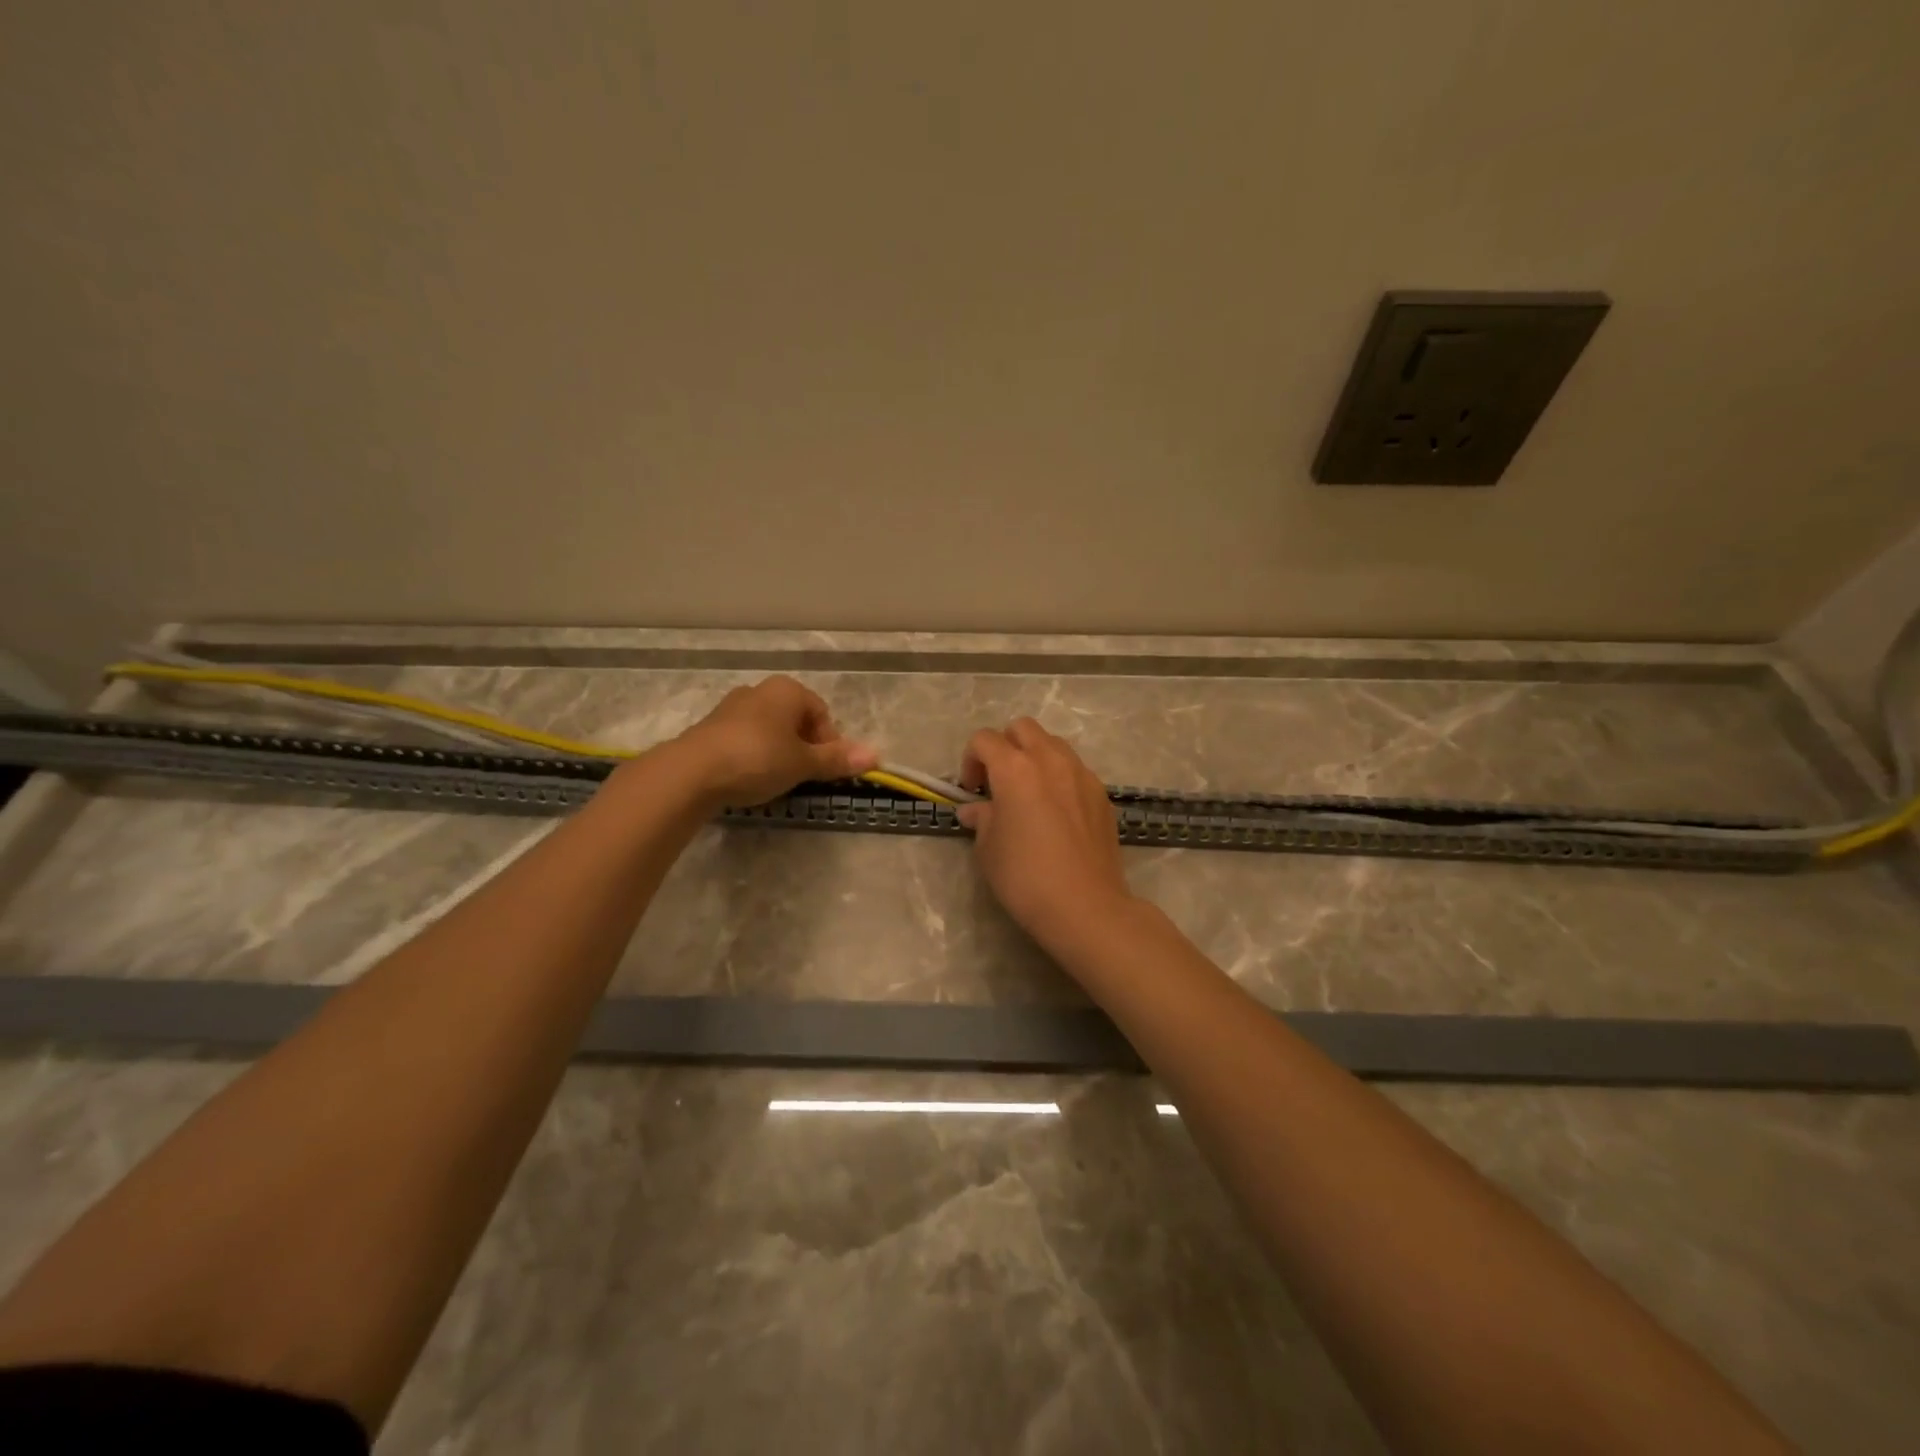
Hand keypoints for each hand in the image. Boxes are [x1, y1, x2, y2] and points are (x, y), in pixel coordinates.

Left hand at [670, 676, 876, 808]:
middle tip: (803, 776)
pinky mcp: (710, 728)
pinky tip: (749, 778)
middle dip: (804, 748)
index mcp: (787, 690)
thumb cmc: (758, 759)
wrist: (692, 772)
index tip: (824, 770)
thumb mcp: (803, 763)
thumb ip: (837, 759)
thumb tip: (876, 756)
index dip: (830, 743)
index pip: (822, 714)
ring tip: (776, 780)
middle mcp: (760, 691)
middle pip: (795, 720)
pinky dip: (754, 756)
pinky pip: (745, 740)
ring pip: (770, 730)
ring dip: (779, 752)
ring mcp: (731, 707)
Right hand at [958, 718, 1134, 948]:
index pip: (984, 740)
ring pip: (1053, 744)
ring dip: (1034, 757)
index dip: (970, 760)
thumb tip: (975, 810)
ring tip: (1029, 793)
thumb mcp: (989, 849)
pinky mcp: (1101, 794)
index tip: (971, 791)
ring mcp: (1081, 774)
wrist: (1085, 906)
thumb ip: (982, 819)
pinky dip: (1059, 777)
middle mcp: (1050, 760)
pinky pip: (1075, 769)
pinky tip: (1056, 812)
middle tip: (998, 781)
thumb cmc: (1025, 877)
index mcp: (1015, 768)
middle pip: (1022, 728)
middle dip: (1005, 746)